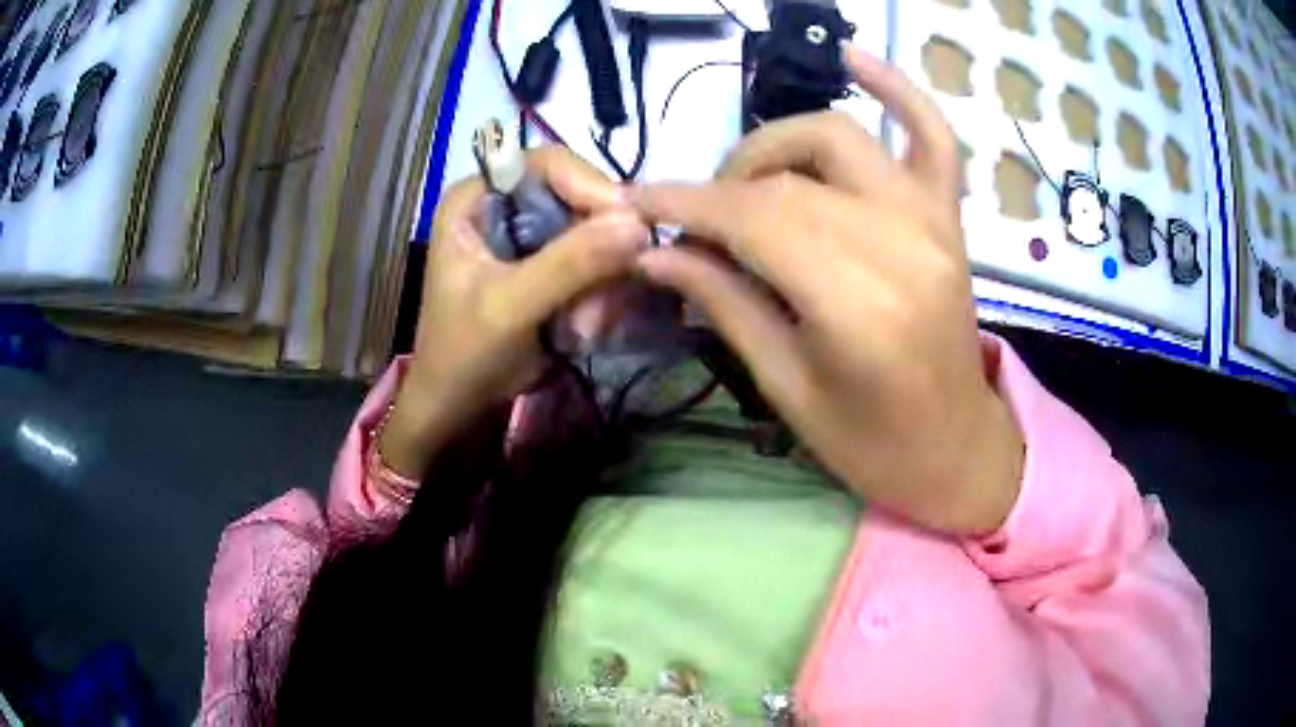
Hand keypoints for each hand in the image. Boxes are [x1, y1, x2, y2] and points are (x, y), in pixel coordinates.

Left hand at [381, 148, 648, 478]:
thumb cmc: (464, 355)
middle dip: (599, 246)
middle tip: (615, 290)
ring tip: (590, 325)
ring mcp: (529, 235)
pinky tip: (590, 328)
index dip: (591, 186)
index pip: (546, 164)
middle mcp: (505, 205)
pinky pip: (595, 261)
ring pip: (594, 232)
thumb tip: (639, 224)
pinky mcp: (549, 266)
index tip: (630, 227)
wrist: (458, 408)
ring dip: (603, 278)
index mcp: (477, 198)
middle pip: (577, 196)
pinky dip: (602, 292)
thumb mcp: (510, 307)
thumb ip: (569, 264)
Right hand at [631, 46, 1023, 533]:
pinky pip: (931, 133)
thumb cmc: (870, 444)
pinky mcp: (950, 215)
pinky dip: (896, 89)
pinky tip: (852, 58)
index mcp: (858, 304)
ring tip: (746, 180)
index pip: (753, 218)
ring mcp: (934, 220)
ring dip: (775, 145)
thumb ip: (724, 303)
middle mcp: (901, 242)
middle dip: (721, 187)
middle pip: (786, 179)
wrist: (955, 450)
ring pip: (836, 138)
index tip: (636, 200)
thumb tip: (655, 250)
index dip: (686, 202)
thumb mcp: (785, 387)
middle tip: (692, 222)